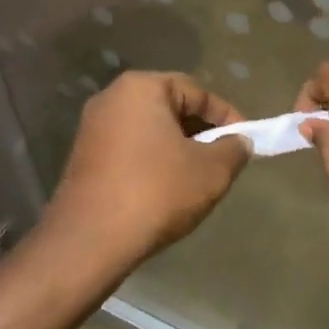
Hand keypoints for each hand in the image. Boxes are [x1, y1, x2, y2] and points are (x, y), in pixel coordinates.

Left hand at [39, 71, 251, 273]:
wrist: (90, 241)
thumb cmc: (156, 192)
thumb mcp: (212, 171)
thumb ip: (234, 149)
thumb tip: (240, 142)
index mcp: (141, 88)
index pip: (197, 92)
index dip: (227, 116)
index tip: (245, 141)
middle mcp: (111, 98)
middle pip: (170, 107)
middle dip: (201, 131)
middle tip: (223, 159)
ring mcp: (92, 128)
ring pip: (150, 130)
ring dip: (177, 148)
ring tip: (198, 177)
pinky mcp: (83, 157)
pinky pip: (130, 149)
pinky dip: (152, 161)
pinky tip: (166, 189)